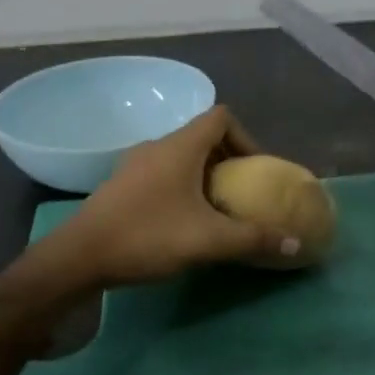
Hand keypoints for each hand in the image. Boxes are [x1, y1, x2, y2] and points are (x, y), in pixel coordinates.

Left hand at [50, 106, 301, 285]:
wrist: (79, 257)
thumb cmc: (147, 235)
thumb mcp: (208, 240)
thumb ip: (253, 238)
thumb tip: (295, 243)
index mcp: (180, 146)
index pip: (222, 117)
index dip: (246, 136)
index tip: (256, 169)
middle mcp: (157, 146)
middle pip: (203, 137)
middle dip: (228, 160)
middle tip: (242, 192)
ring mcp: (134, 164)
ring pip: (181, 157)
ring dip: (204, 175)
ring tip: (216, 209)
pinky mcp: (121, 185)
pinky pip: (162, 173)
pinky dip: (181, 187)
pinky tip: (183, 221)